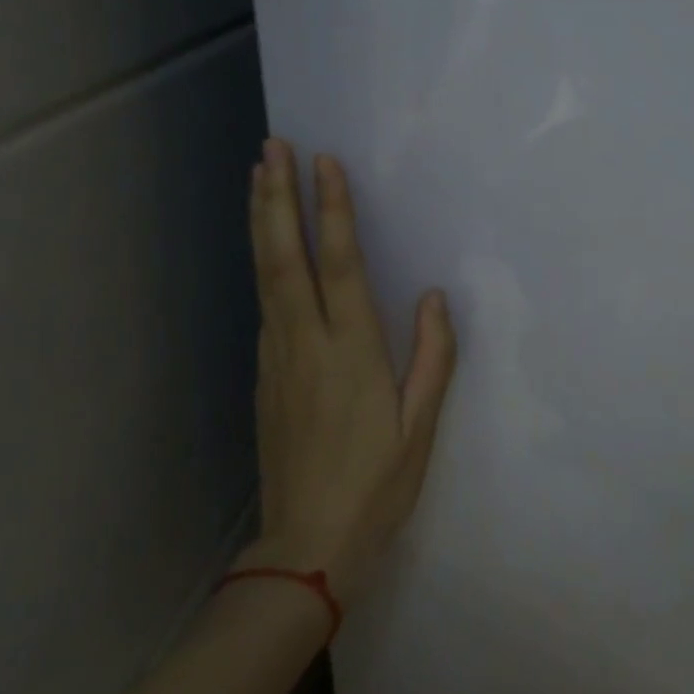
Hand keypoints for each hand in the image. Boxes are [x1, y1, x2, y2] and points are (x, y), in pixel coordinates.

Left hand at [237, 139, 456, 605]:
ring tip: (259, 176)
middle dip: (278, 199)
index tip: (325, 163)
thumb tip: (435, 296)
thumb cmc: (378, 485)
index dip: (332, 211)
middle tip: (272, 147)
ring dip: (263, 222)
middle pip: (285, 258)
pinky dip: (263, 261)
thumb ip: (433, 356)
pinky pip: (264, 303)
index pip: (339, 266)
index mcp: (351, 353)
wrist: (307, 545)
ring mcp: (277, 359)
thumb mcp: (422, 427)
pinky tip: (267, 244)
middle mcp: (306, 344)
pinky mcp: (264, 375)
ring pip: (265, 276)